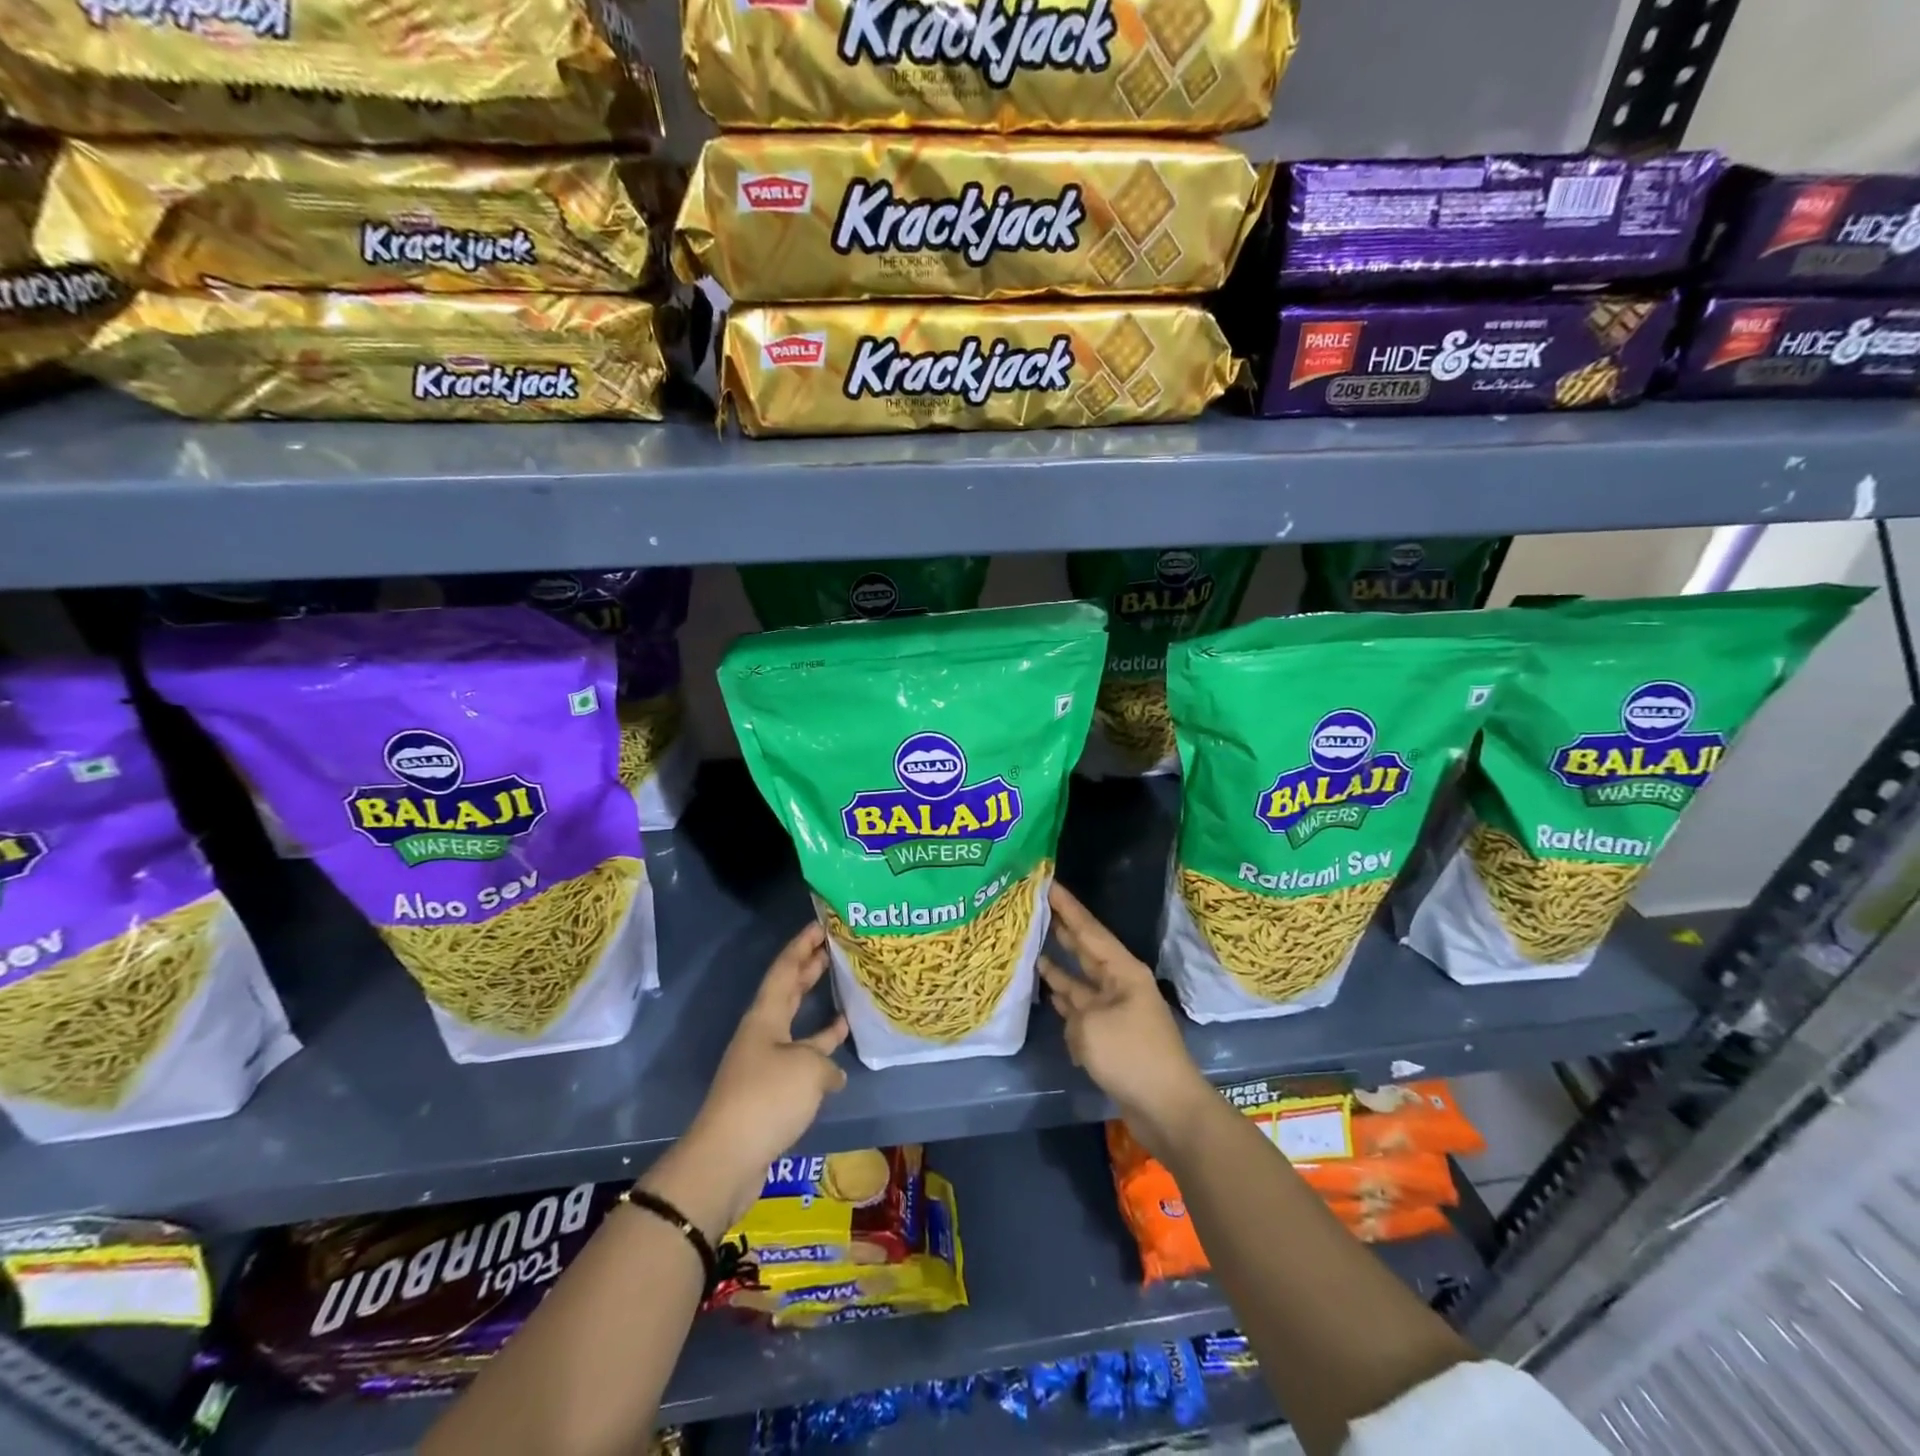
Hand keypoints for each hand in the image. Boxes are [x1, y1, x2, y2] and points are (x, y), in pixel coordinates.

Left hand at [639, 922, 848, 1236]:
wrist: (727, 1158)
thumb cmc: (767, 1098)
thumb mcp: (808, 1069)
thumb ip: (826, 1061)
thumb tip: (832, 1074)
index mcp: (765, 1016)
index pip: (785, 969)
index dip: (802, 945)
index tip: (820, 924)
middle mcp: (762, 1032)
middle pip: (787, 991)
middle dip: (808, 967)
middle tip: (832, 945)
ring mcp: (765, 1061)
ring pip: (795, 1022)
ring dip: (815, 1005)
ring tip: (841, 986)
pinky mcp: (771, 1090)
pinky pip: (800, 1055)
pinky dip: (819, 1048)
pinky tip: (840, 1050)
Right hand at [1039, 882, 1213, 1161]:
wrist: (1167, 1108)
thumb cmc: (1131, 1056)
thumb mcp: (1091, 1026)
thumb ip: (1073, 1009)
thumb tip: (1071, 1012)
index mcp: (1122, 971)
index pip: (1089, 930)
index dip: (1068, 907)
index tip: (1048, 883)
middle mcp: (1120, 984)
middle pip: (1086, 950)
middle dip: (1063, 930)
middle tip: (1037, 907)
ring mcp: (1116, 1010)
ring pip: (1081, 980)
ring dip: (1060, 966)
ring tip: (1034, 946)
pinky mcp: (1111, 1036)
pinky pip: (1082, 1009)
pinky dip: (1066, 1000)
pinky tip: (1049, 992)